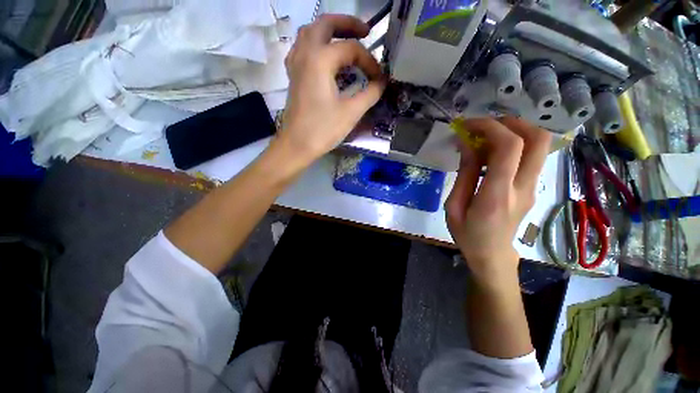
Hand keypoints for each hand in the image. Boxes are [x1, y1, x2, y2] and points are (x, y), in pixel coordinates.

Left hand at [275, 14, 385, 163]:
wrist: (297, 145)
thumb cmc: (323, 129)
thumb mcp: (351, 112)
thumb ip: (370, 93)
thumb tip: (382, 82)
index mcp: (320, 59)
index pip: (351, 49)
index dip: (369, 61)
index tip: (379, 78)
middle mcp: (305, 53)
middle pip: (325, 24)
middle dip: (347, 24)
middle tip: (365, 32)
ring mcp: (296, 64)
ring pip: (310, 33)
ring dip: (329, 31)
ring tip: (346, 40)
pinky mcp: (293, 76)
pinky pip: (302, 48)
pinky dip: (316, 45)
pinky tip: (325, 57)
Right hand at [445, 117, 550, 283]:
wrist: (492, 254)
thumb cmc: (467, 233)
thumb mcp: (454, 205)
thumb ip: (464, 174)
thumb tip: (467, 144)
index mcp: (497, 195)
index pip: (509, 148)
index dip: (490, 127)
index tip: (468, 125)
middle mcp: (523, 187)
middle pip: (538, 138)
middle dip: (512, 122)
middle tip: (485, 125)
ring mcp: (533, 187)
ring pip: (540, 144)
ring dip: (515, 130)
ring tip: (486, 136)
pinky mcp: (533, 187)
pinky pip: (531, 156)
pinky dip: (514, 144)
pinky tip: (491, 152)